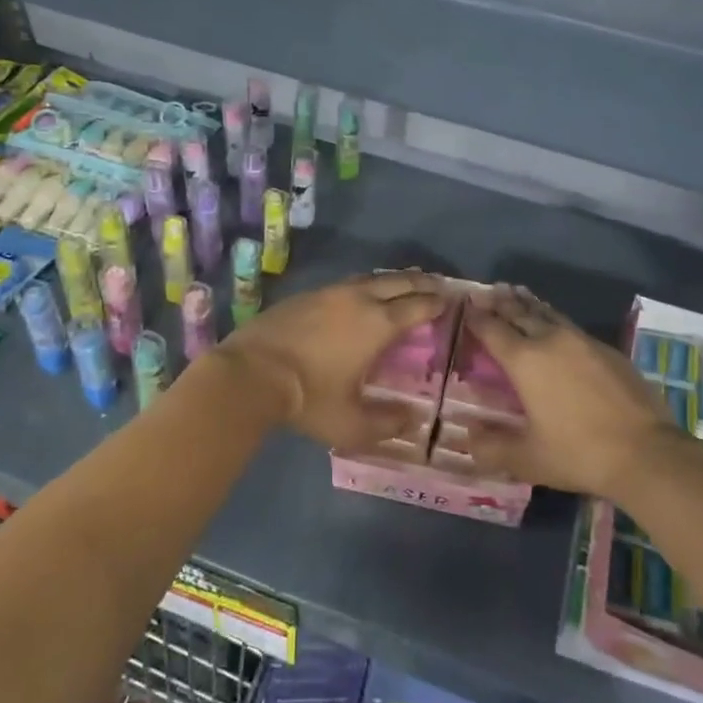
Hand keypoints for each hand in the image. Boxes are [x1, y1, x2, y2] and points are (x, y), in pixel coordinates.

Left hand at [216, 271, 449, 455]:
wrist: (251, 373)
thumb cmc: (307, 398)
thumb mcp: (351, 423)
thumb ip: (386, 424)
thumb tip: (412, 419)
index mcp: (378, 324)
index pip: (417, 306)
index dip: (437, 303)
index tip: (451, 301)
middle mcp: (358, 299)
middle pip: (398, 282)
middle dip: (421, 282)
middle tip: (437, 285)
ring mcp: (329, 292)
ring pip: (371, 278)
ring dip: (393, 280)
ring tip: (403, 284)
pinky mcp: (306, 295)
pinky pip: (347, 283)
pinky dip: (365, 285)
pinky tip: (360, 294)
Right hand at [459, 286, 677, 498]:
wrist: (645, 452)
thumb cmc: (578, 454)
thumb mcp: (527, 459)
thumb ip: (492, 447)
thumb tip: (469, 435)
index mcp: (525, 361)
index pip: (492, 329)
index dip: (476, 317)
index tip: (465, 306)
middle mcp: (551, 340)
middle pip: (519, 312)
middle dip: (500, 302)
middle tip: (486, 291)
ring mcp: (582, 341)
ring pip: (547, 313)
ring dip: (527, 303)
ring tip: (516, 293)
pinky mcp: (607, 349)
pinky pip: (570, 325)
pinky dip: (552, 318)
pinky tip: (554, 323)